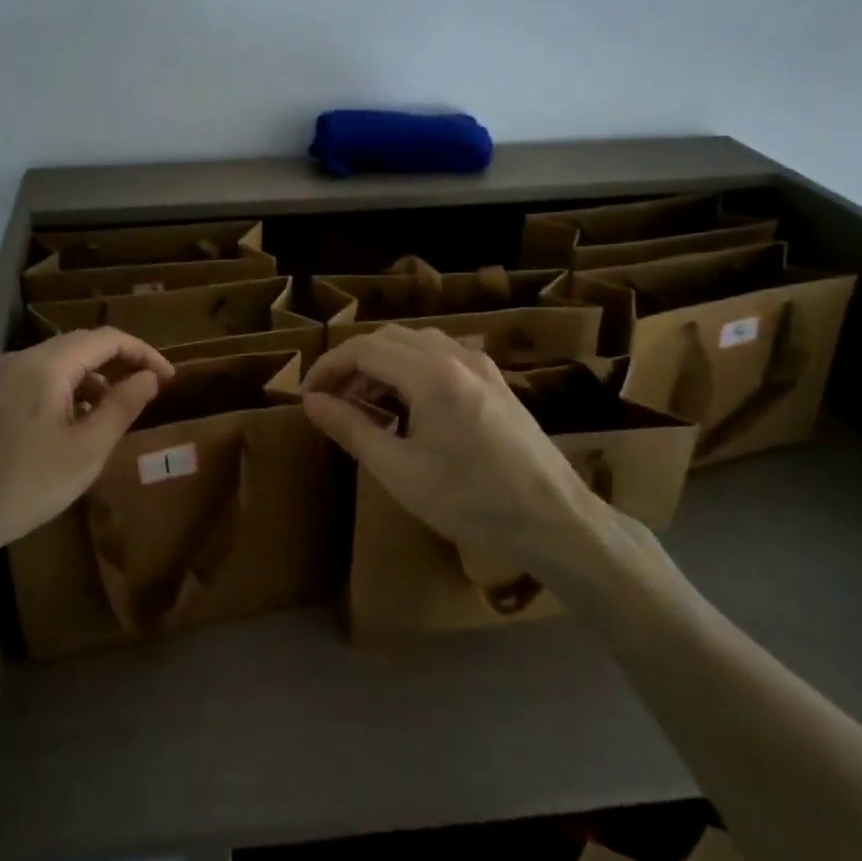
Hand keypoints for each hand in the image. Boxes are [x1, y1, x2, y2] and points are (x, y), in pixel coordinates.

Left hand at [0, 330, 174, 567]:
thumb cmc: (24, 486)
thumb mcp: (86, 451)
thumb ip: (122, 407)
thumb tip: (149, 377)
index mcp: (47, 365)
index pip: (106, 339)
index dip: (143, 353)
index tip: (168, 379)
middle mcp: (21, 359)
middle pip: (82, 345)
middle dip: (120, 363)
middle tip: (149, 391)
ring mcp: (1, 377)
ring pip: (60, 363)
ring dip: (94, 378)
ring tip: (116, 413)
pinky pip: (39, 379)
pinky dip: (68, 391)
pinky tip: (76, 424)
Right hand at [301, 326, 615, 584]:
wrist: (555, 521)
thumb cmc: (471, 501)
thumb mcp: (399, 471)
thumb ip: (351, 428)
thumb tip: (311, 402)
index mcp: (431, 374)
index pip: (363, 349)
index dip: (328, 367)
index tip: (306, 396)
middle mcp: (456, 355)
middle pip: (388, 338)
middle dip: (352, 363)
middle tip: (330, 400)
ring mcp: (480, 365)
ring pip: (415, 344)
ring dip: (381, 364)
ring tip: (363, 404)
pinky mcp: (494, 381)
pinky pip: (440, 356)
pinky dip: (409, 369)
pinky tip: (405, 405)